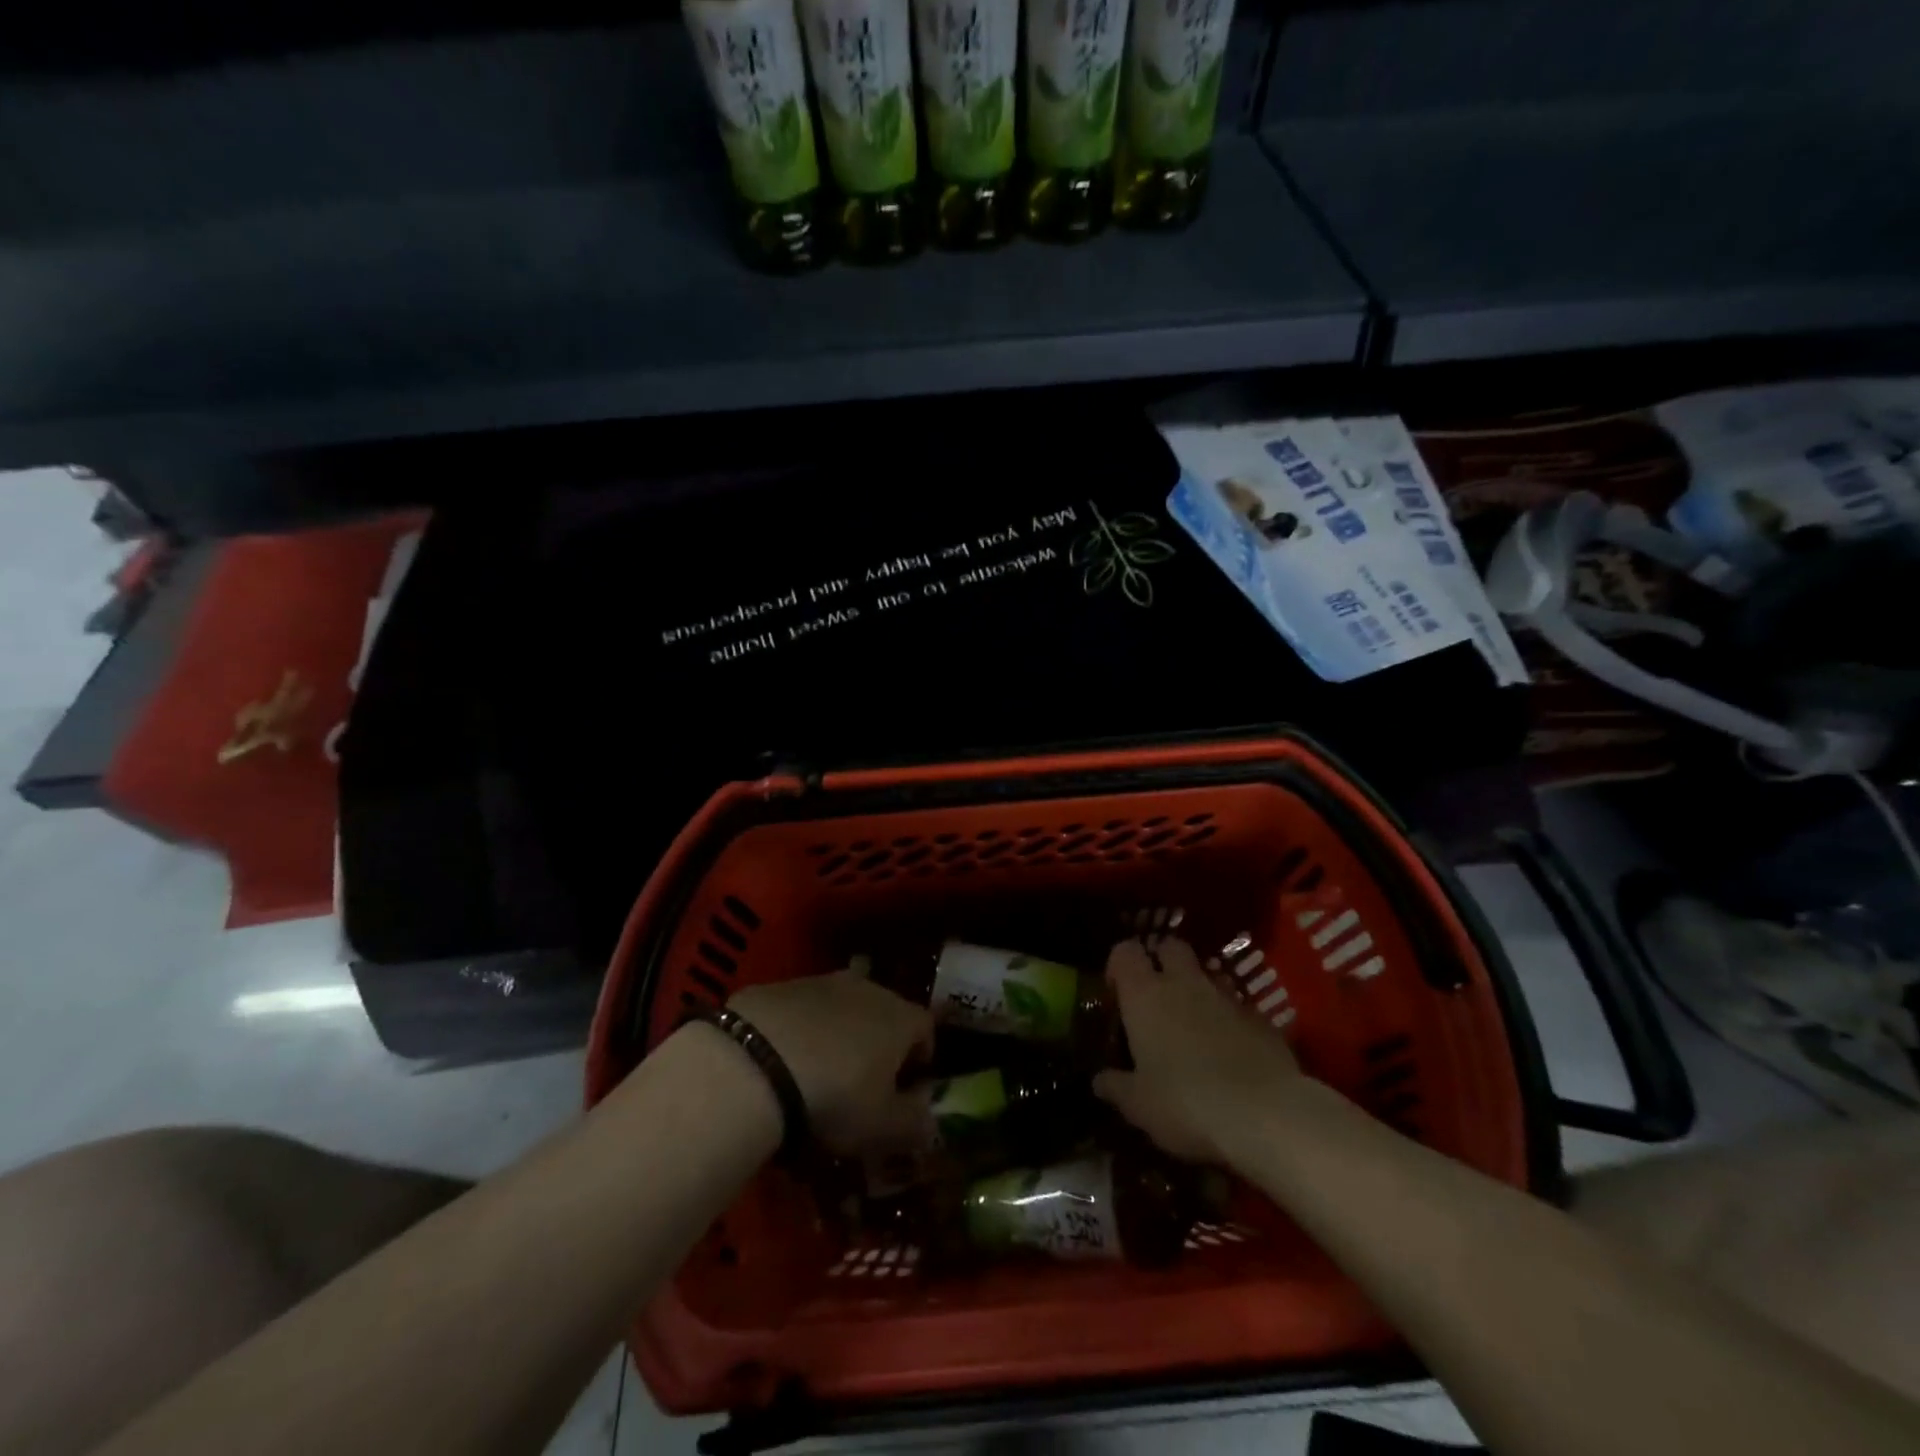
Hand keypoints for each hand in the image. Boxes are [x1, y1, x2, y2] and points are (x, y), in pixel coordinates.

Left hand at [729, 971, 934, 1157]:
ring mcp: (821, 982)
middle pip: (884, 1011)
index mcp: (900, 1018)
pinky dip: (801, 1028)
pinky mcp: (780, 986)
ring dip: (839, 1031)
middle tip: (864, 1079)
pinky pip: (802, 1008)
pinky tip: (782, 1059)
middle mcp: (868, 989)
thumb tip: (932, 1122)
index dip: (921, 1056)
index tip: (908, 1085)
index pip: (926, 1028)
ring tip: (820, 1069)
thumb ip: (914, 1124)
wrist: (753, 1063)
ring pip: (842, 1006)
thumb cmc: (834, 1096)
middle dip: (880, 1040)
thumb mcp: (882, 1127)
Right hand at [1093, 936, 1301, 1164]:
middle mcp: (1184, 983)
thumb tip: (1099, 1081)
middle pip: (1170, 947)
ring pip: (1206, 974)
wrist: (1267, 1114)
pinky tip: (1230, 1053)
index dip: (1118, 965)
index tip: (1116, 993)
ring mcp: (1227, 997)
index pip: (1125, 951)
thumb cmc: (1186, 1102)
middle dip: (1161, 962)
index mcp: (1145, 994)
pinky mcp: (1261, 1018)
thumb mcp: (1138, 1105)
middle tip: (1155, 997)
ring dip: (1197, 990)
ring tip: (1193, 1027)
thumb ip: (1116, 1087)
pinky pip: (1238, 1006)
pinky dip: (1229, 1020)